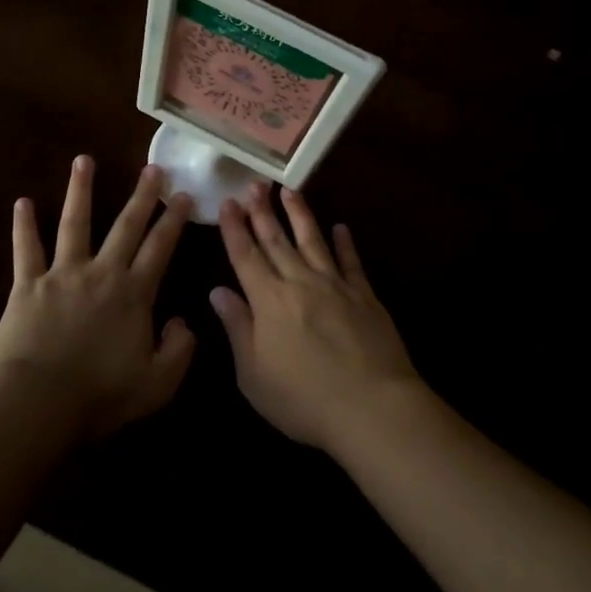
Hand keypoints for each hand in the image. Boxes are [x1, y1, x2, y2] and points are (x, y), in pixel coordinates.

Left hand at [0, 156, 196, 440]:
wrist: (38, 402)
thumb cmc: (100, 395)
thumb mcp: (158, 383)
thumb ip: (180, 350)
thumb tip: (183, 321)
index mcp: (134, 293)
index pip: (160, 247)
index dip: (174, 220)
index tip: (184, 194)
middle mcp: (102, 272)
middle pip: (125, 225)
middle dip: (142, 195)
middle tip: (152, 168)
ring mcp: (62, 273)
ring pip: (75, 222)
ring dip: (81, 189)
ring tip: (84, 160)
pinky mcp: (27, 284)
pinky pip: (26, 248)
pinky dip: (24, 225)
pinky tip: (22, 201)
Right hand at [212, 187, 422, 451]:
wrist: (372, 407)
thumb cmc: (303, 399)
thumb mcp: (254, 374)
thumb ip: (237, 328)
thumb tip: (218, 291)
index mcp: (268, 300)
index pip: (245, 255)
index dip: (234, 228)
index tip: (227, 202)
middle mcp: (299, 282)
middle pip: (276, 240)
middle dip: (263, 210)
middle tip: (255, 183)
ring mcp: (335, 286)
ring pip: (313, 240)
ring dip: (300, 214)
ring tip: (290, 191)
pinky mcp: (365, 296)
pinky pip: (351, 262)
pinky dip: (345, 243)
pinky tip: (341, 227)